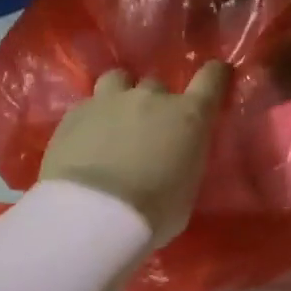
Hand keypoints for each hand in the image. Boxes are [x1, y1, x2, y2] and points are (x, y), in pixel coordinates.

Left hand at [39, 62, 229, 247]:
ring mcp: (109, 101)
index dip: (216, 75)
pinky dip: (92, 118)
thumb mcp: (187, 189)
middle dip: (156, 104)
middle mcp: (151, 98)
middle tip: (150, 130)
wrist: (92, 215)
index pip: (212, 78)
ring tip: (115, 119)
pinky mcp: (73, 114)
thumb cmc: (154, 212)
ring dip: (121, 94)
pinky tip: (86, 141)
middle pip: (158, 85)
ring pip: (119, 80)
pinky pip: (89, 105)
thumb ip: (185, 162)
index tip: (216, 76)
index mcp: (189, 116)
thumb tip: (177, 159)